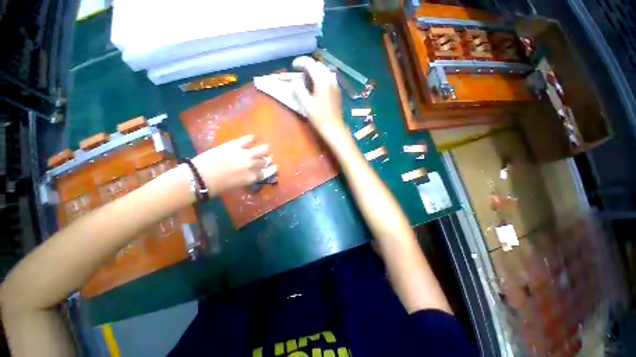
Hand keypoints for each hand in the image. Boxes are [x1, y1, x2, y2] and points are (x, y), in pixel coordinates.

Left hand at [191, 135, 269, 196]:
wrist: (199, 176)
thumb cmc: (217, 186)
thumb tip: (253, 172)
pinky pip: (249, 138)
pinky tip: (252, 138)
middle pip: (266, 160)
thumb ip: (248, 178)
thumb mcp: (237, 185)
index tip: (274, 166)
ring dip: (264, 149)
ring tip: (263, 148)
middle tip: (264, 159)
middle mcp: (253, 165)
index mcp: (253, 177)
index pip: (268, 172)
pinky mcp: (236, 144)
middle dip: (267, 160)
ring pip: (264, 149)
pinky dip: (252, 138)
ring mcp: (245, 154)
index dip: (272, 169)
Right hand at [292, 56, 346, 136]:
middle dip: (307, 65)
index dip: (300, 62)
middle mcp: (330, 79)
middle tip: (298, 71)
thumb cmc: (319, 117)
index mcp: (322, 81)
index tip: (293, 66)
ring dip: (314, 70)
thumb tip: (296, 79)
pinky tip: (316, 84)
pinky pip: (328, 77)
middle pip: (318, 65)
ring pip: (324, 70)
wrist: (333, 127)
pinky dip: (321, 76)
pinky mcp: (337, 90)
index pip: (310, 63)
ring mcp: (335, 84)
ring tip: (306, 77)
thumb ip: (299, 88)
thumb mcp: (305, 103)